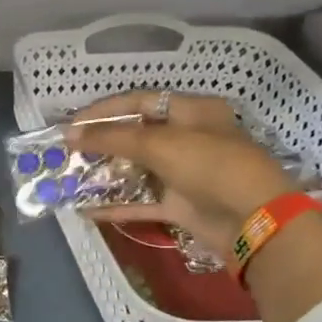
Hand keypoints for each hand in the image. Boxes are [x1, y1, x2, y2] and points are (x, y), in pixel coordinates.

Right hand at [67, 91, 300, 262]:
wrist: (253, 219)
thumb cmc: (209, 165)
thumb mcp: (160, 144)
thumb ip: (113, 137)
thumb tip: (71, 134)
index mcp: (191, 111)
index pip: (139, 101)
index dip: (104, 110)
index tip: (72, 123)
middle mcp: (188, 138)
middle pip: (137, 135)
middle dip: (102, 143)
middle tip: (68, 152)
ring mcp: (184, 173)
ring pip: (138, 170)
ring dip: (106, 175)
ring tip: (72, 178)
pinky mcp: (181, 205)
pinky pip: (142, 202)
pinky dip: (117, 205)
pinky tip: (87, 210)